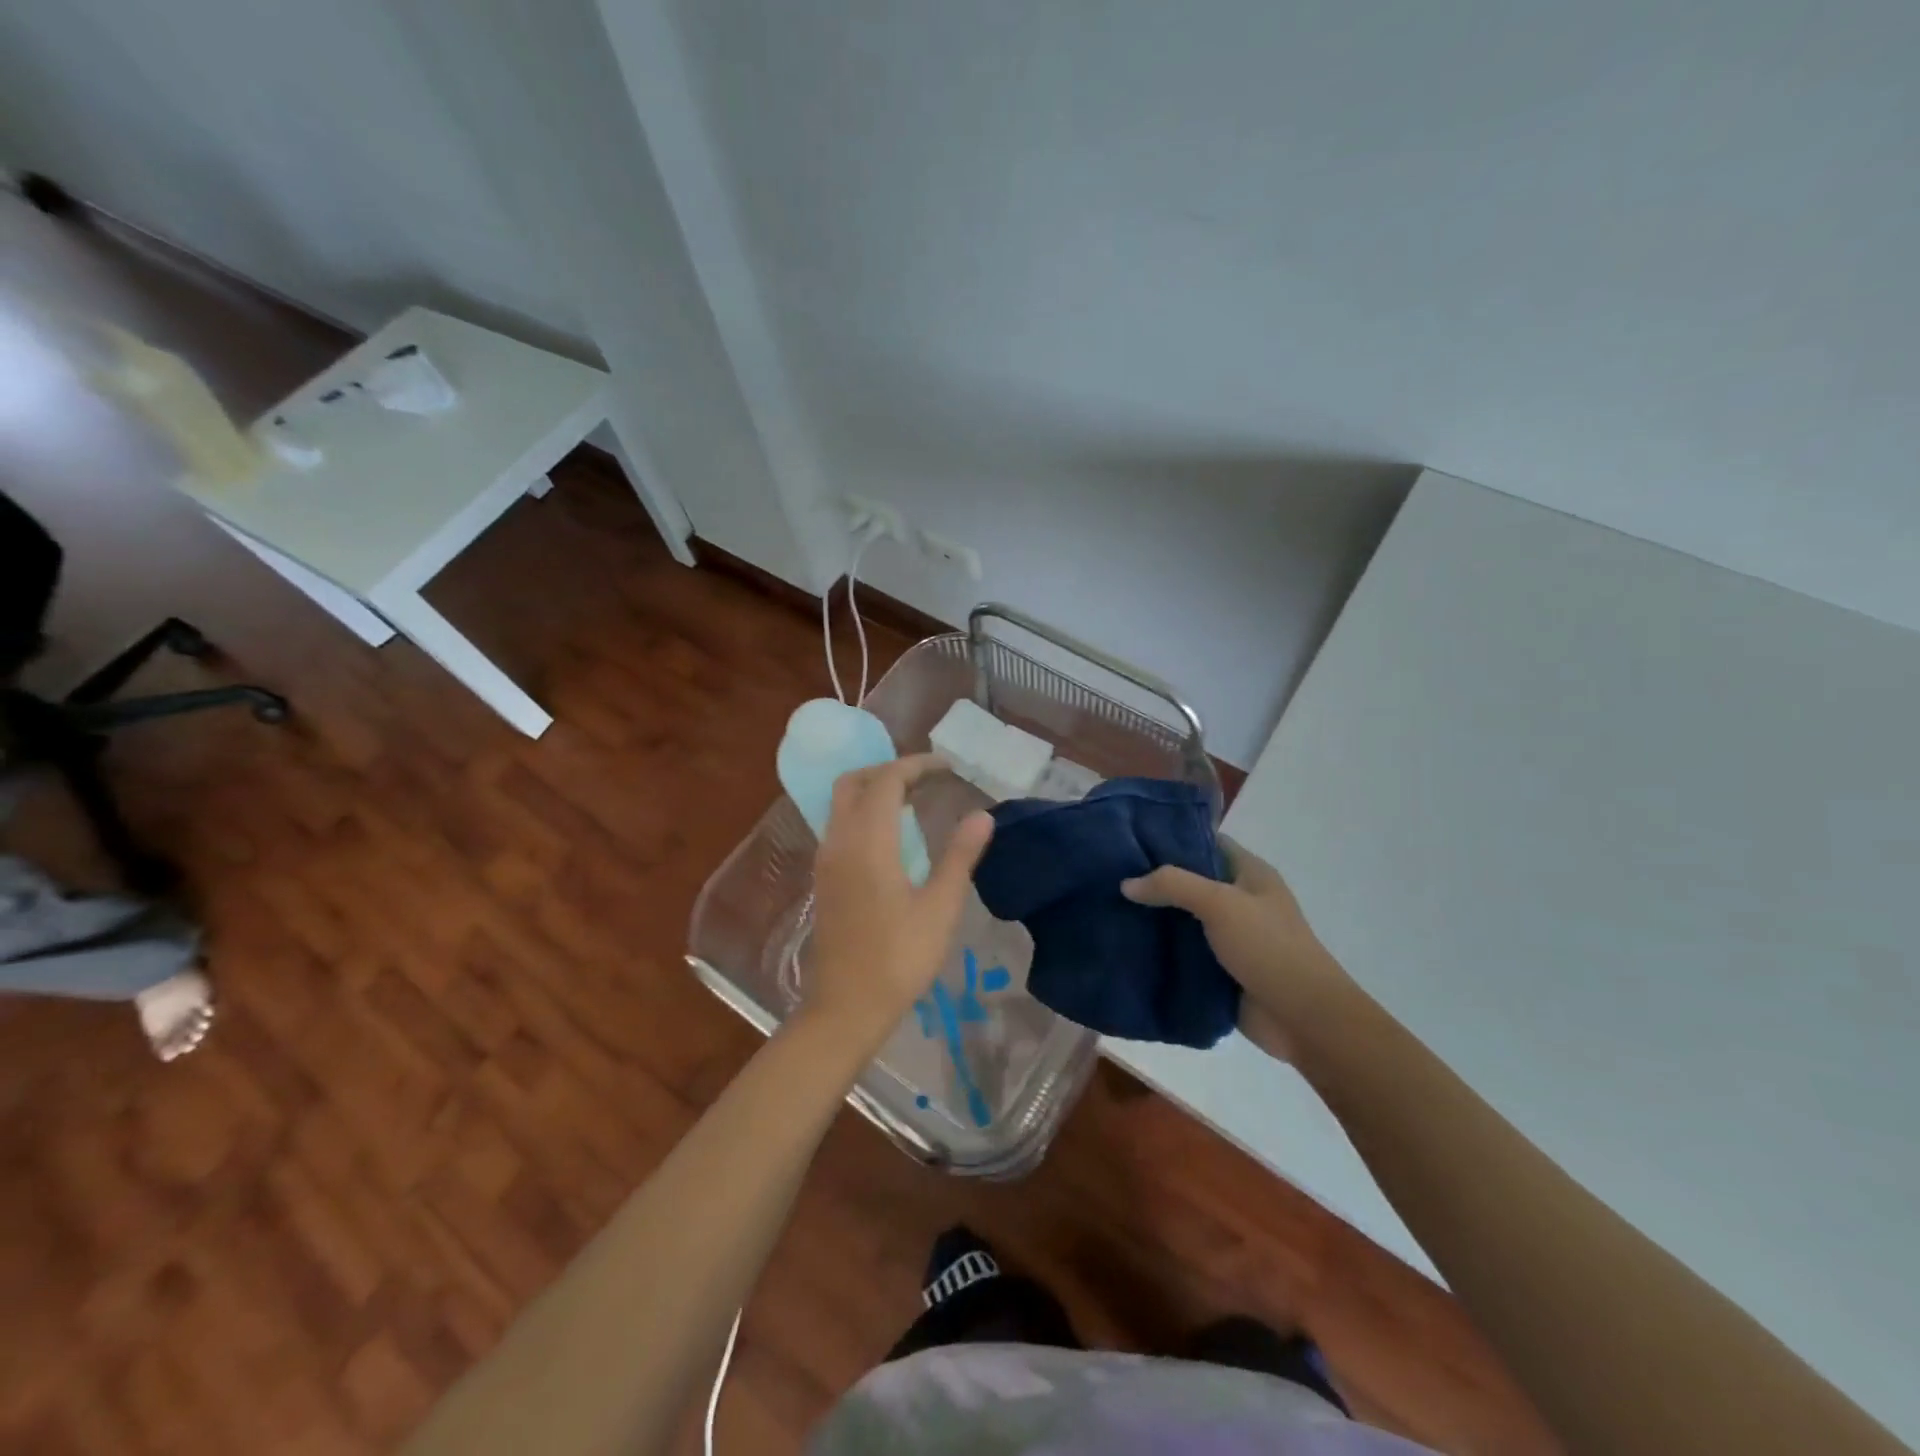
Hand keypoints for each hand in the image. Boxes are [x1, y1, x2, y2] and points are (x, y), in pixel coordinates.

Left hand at [802, 755, 993, 1052]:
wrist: (846, 1006)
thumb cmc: (899, 958)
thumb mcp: (940, 907)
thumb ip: (960, 856)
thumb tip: (982, 815)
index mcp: (868, 842)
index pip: (887, 780)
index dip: (917, 765)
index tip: (947, 767)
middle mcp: (839, 841)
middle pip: (853, 782)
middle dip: (887, 769)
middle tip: (925, 778)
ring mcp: (826, 860)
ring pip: (841, 803)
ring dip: (873, 790)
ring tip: (913, 800)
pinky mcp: (823, 878)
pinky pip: (839, 825)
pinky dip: (862, 812)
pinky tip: (891, 835)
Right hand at [1122, 838, 1356, 1062]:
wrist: (1303, 1018)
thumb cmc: (1268, 947)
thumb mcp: (1221, 903)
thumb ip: (1173, 885)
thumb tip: (1126, 884)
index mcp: (1249, 873)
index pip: (1205, 841)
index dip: (1171, 837)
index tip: (1130, 838)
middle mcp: (1239, 899)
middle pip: (1189, 880)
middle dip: (1153, 879)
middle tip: (1109, 873)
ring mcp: (1228, 935)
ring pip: (1182, 917)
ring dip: (1152, 916)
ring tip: (1108, 907)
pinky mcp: (1218, 968)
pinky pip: (1182, 951)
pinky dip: (1158, 948)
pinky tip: (1125, 942)